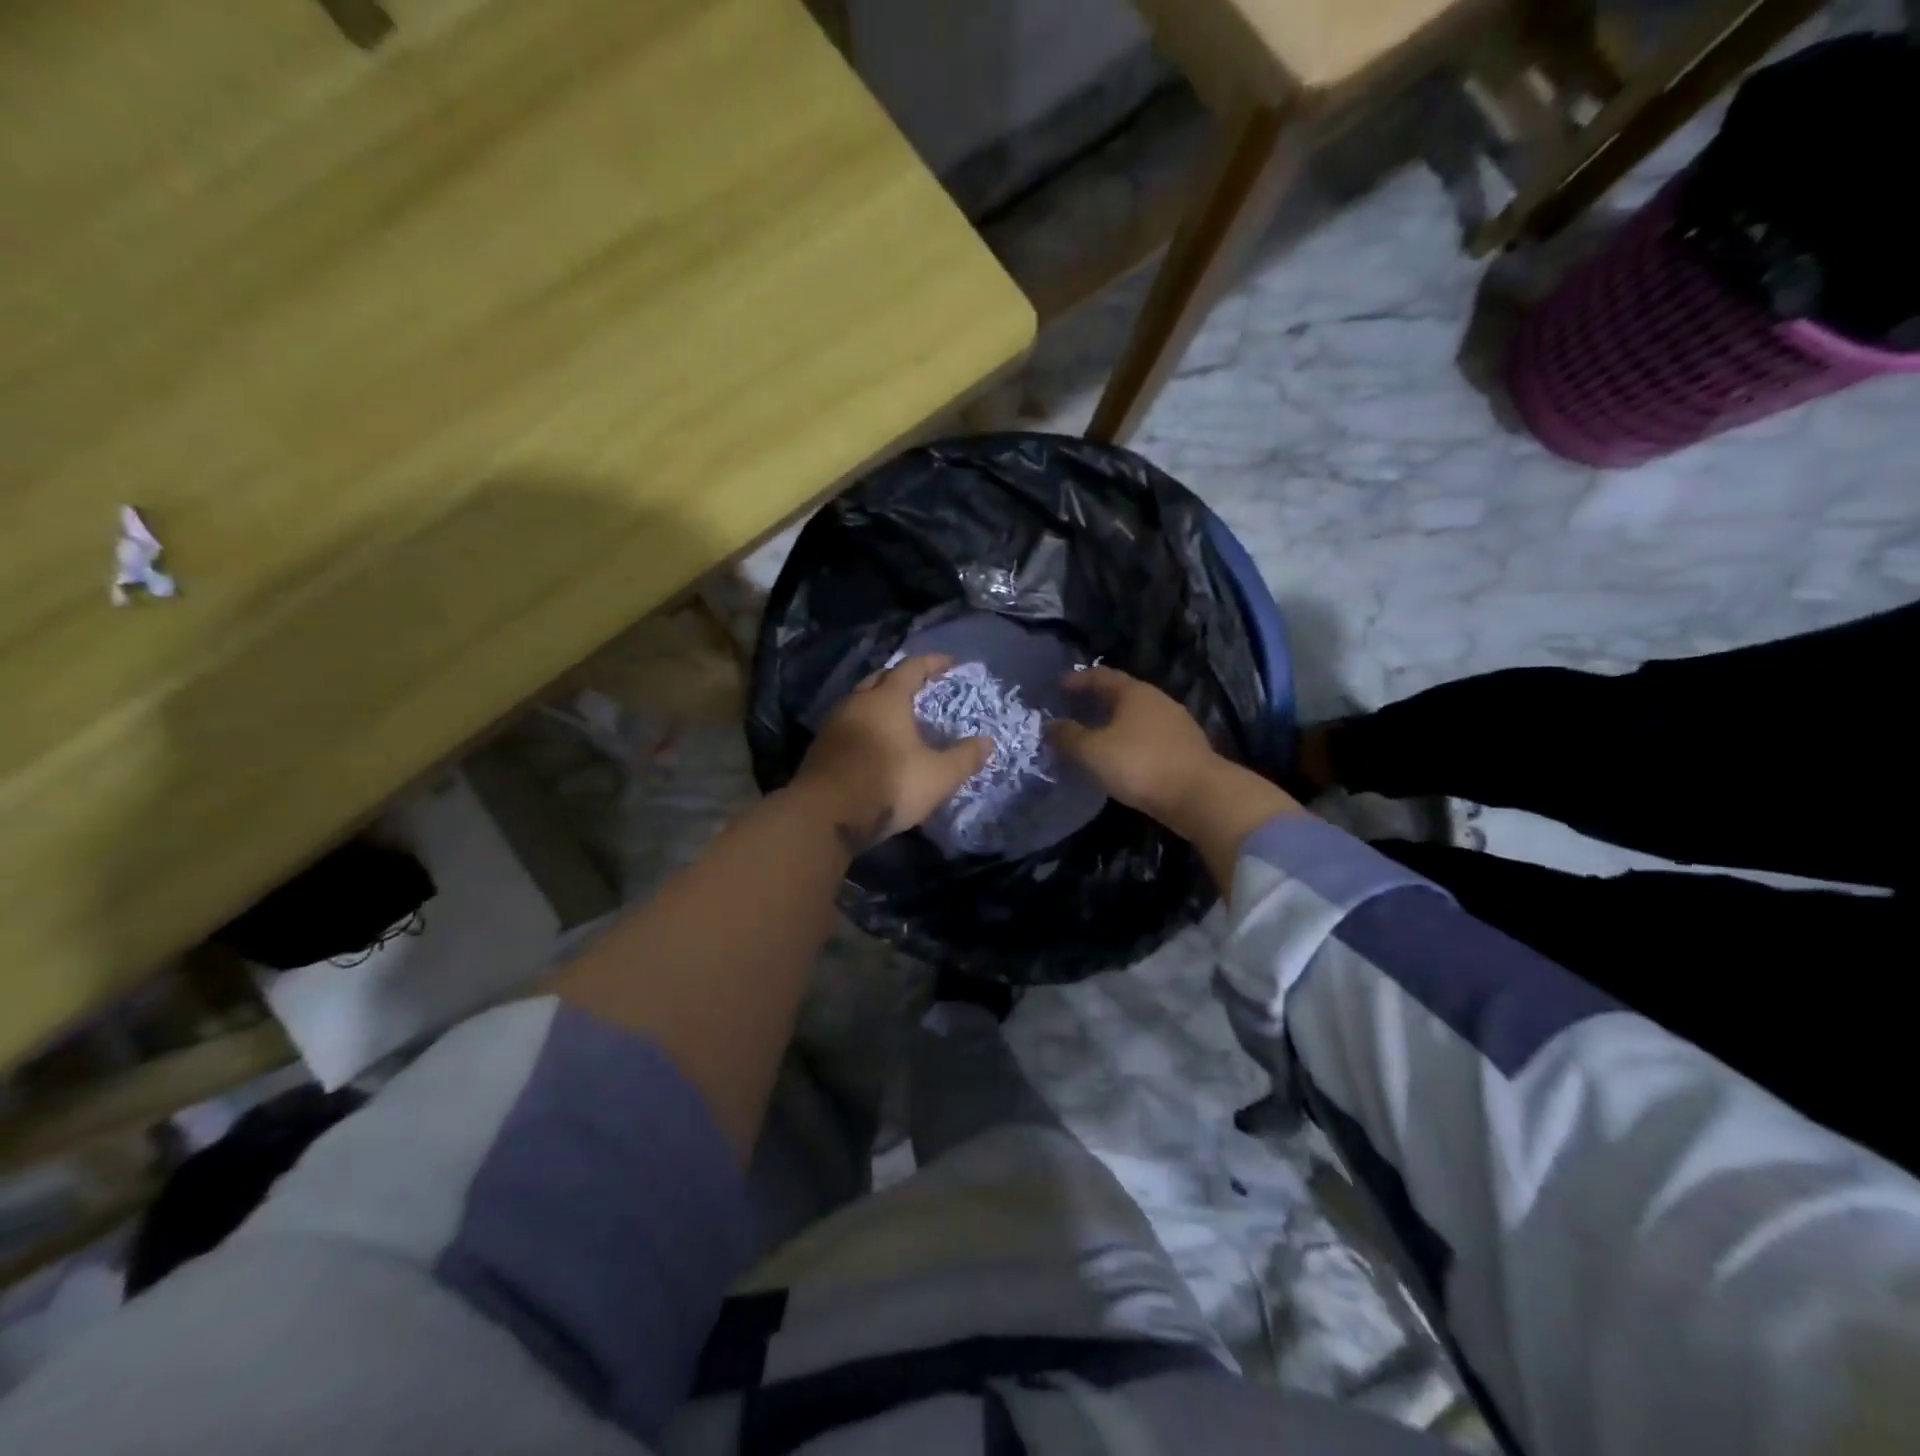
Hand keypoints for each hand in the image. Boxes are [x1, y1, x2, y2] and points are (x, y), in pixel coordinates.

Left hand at [795, 654, 990, 855]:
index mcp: (886, 699)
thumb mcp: (938, 776)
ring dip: (878, 703)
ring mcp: (833, 725)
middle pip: (879, 679)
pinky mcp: (820, 748)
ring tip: (897, 716)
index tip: (949, 662)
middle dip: (900, 678)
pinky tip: (873, 743)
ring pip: (859, 702)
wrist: (826, 815)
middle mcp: (856, 703)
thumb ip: (964, 757)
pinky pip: (847, 725)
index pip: (911, 668)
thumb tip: (987, 741)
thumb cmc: (888, 785)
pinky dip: (864, 725)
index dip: (931, 662)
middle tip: (919, 686)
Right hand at [1046, 667, 1219, 822]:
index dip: (1078, 679)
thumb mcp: (1093, 751)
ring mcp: (1176, 724)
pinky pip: (1149, 738)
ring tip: (1095, 735)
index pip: (1101, 676)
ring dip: (1115, 723)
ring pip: (1137, 717)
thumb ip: (1068, 736)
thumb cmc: (1140, 764)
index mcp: (1134, 692)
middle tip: (1074, 710)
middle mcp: (1157, 701)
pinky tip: (1122, 757)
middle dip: (1097, 700)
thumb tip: (1049, 725)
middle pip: (1122, 694)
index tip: (1058, 685)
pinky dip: (1130, 741)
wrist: (1199, 795)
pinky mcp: (1186, 749)